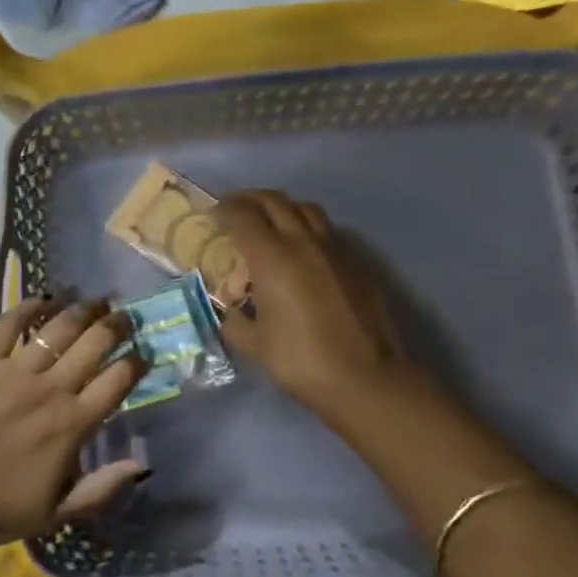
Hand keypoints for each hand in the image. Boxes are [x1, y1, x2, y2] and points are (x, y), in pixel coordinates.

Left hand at [0, 296, 149, 547]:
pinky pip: (8, 325)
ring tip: (96, 301)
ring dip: (82, 309)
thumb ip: (102, 490)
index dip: (138, 361)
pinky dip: (27, 307)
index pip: (118, 380)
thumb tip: (142, 465)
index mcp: (73, 424)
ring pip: (58, 328)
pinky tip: (43, 298)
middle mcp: (50, 388)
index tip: (145, 353)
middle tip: (126, 317)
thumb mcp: (56, 514)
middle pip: (94, 343)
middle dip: (117, 325)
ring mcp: (14, 370)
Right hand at [215, 191, 417, 411]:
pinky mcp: (358, 262)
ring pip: (306, 209)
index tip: (213, 214)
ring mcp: (336, 249)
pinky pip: (328, 232)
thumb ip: (235, 321)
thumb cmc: (300, 360)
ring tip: (271, 224)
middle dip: (251, 199)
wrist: (364, 377)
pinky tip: (303, 252)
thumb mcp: (254, 345)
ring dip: (283, 208)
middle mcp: (304, 242)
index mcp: (272, 258)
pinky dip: (308, 230)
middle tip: (236, 210)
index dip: (224, 209)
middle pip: (275, 201)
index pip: (243, 216)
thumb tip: (231, 311)